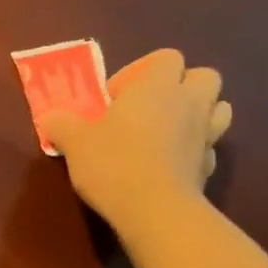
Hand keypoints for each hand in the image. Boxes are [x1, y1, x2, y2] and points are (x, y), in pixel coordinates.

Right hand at [40, 48, 232, 227]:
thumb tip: (49, 118)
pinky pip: (208, 147)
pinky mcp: (209, 166)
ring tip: (167, 133)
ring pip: (218, 108)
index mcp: (157, 86)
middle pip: (203, 76)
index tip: (115, 99)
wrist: (154, 210)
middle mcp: (189, 102)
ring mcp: (206, 134)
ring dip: (197, 114)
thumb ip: (62, 125)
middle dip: (180, 87)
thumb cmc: (113, 163)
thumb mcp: (75, 142)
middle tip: (149, 110)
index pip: (165, 57)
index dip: (140, 73)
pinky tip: (171, 165)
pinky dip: (194, 150)